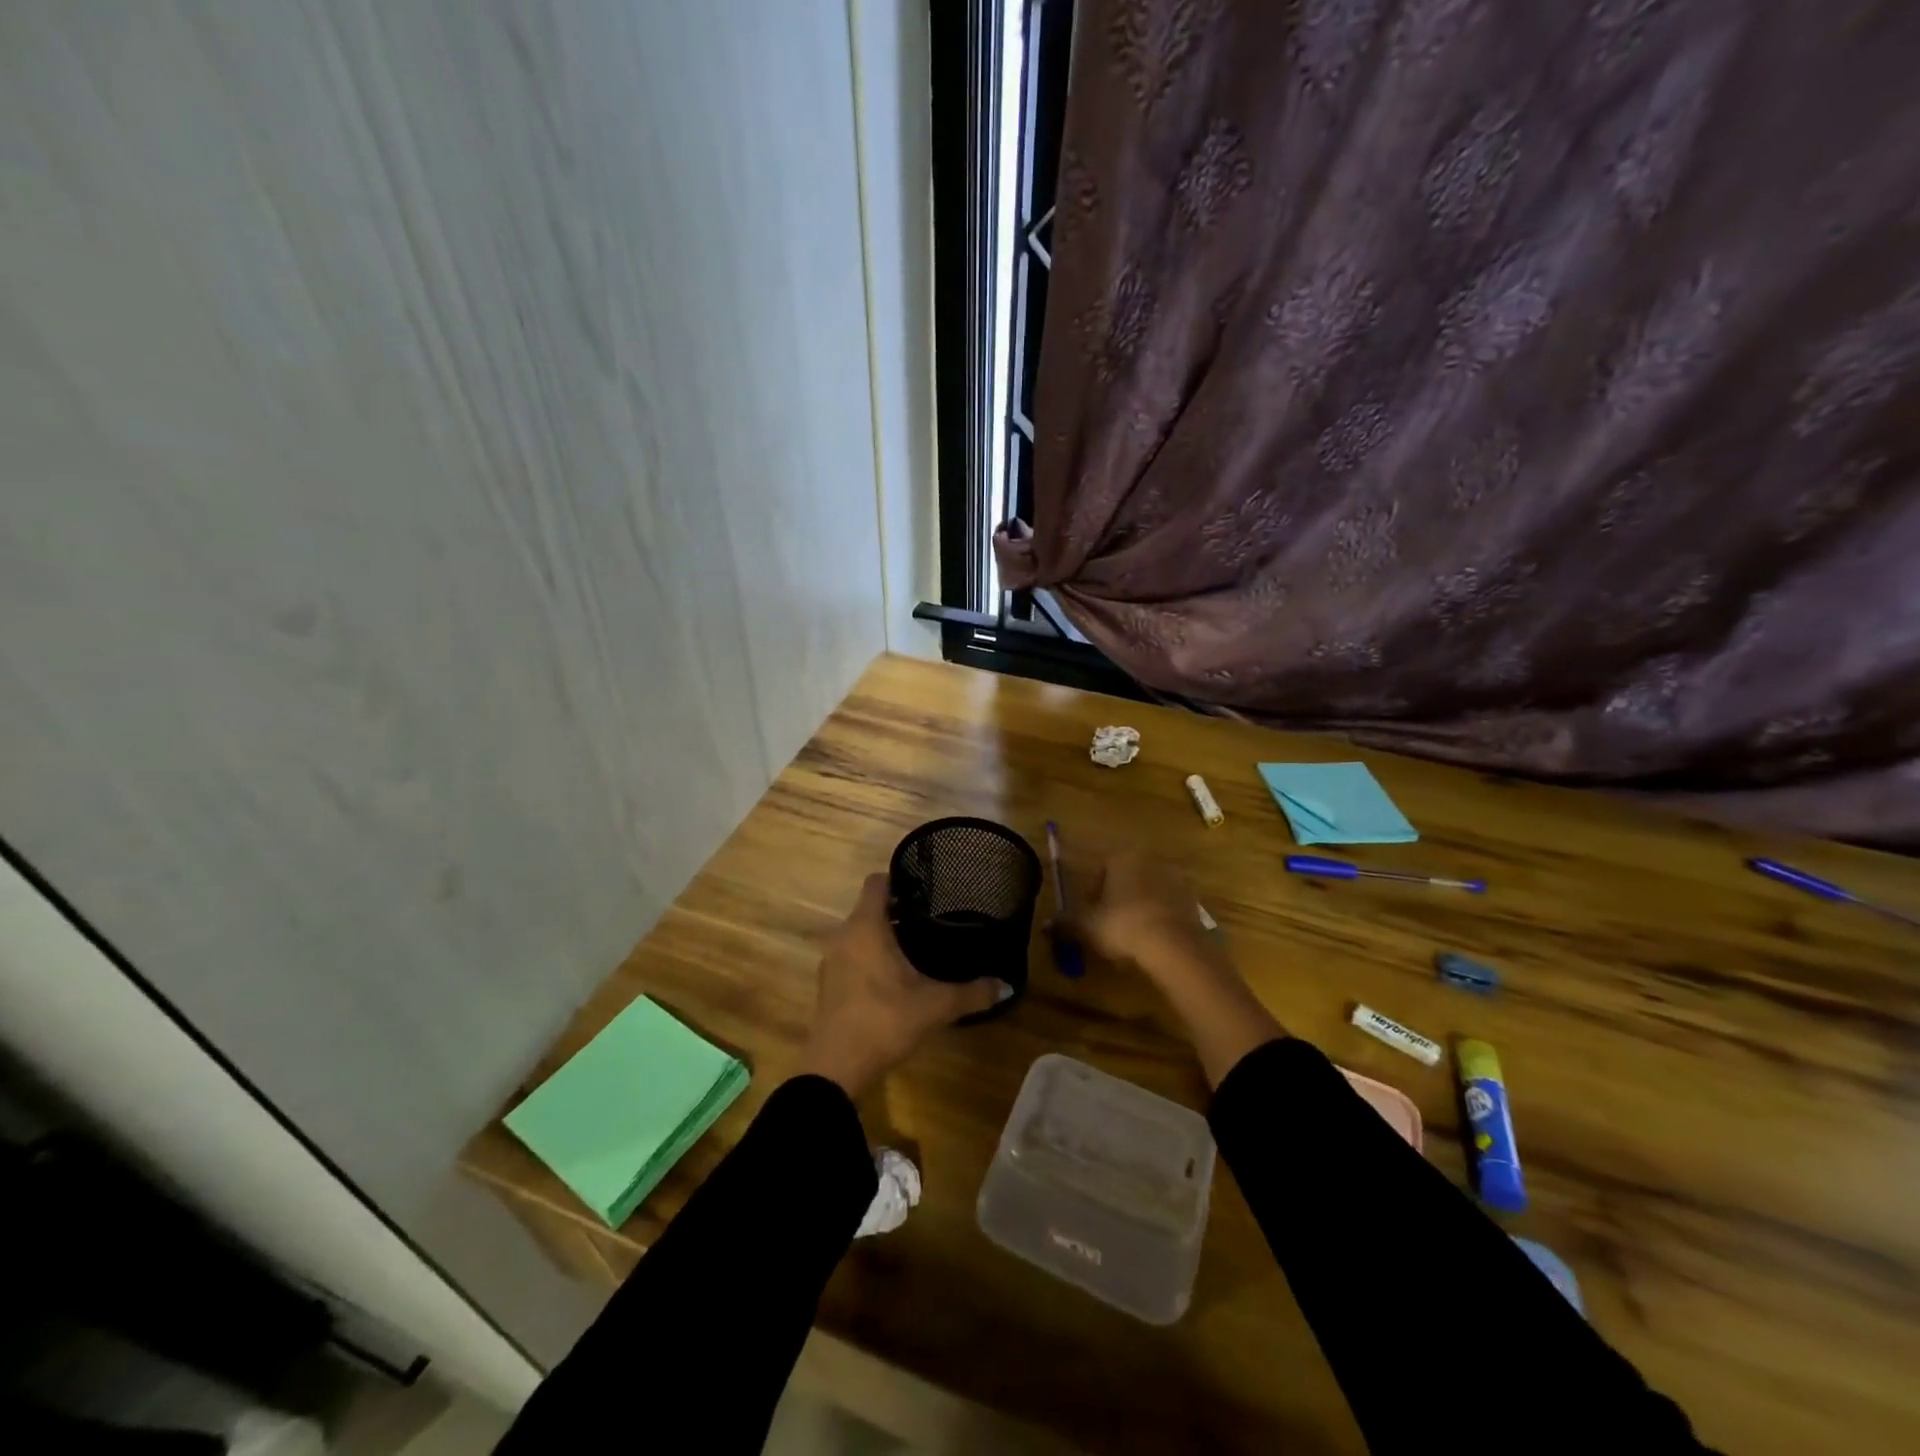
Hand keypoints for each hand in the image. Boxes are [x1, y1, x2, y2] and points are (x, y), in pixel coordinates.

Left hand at [794, 874, 1007, 1097]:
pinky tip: (896, 977)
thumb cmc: (884, 1021)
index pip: (876, 882)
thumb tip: (1007, 985)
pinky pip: (852, 955)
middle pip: (870, 908)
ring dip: (884, 936)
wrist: (835, 1068)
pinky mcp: (829, 984)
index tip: (926, 889)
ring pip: (860, 933)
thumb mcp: (935, 1006)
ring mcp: (832, 960)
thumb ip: (972, 992)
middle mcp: (844, 935)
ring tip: (919, 947)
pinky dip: (871, 957)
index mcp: (866, 927)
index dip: (899, 879)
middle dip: (899, 910)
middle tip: (933, 919)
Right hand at [1065, 846, 1215, 985]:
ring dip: (1139, 909)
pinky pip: (1167, 906)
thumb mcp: (1086, 925)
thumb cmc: (1123, 925)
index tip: (1090, 916)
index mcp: (1122, 857)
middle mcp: (1149, 859)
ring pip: (1147, 891)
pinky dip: (1159, 918)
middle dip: (1116, 900)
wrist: (1174, 946)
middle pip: (1125, 878)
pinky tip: (1153, 941)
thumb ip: (1065, 922)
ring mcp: (1175, 877)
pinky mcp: (1193, 898)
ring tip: (1132, 938)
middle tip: (1109, 927)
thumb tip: (1044, 925)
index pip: (1100, 870)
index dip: (1092, 894)